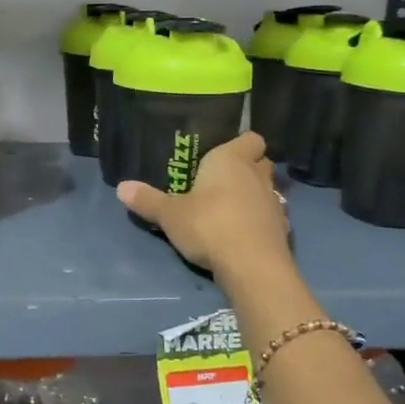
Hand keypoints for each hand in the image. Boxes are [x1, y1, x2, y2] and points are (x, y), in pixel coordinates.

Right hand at [117, 131, 289, 279]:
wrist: (251, 265)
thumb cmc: (208, 225)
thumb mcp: (170, 214)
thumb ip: (148, 200)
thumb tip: (121, 187)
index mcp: (231, 159)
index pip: (250, 138)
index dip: (240, 144)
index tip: (224, 155)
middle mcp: (257, 175)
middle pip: (261, 161)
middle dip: (248, 168)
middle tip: (223, 181)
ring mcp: (274, 202)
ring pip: (268, 189)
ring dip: (255, 196)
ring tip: (232, 209)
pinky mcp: (283, 229)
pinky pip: (271, 217)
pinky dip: (261, 222)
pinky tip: (244, 234)